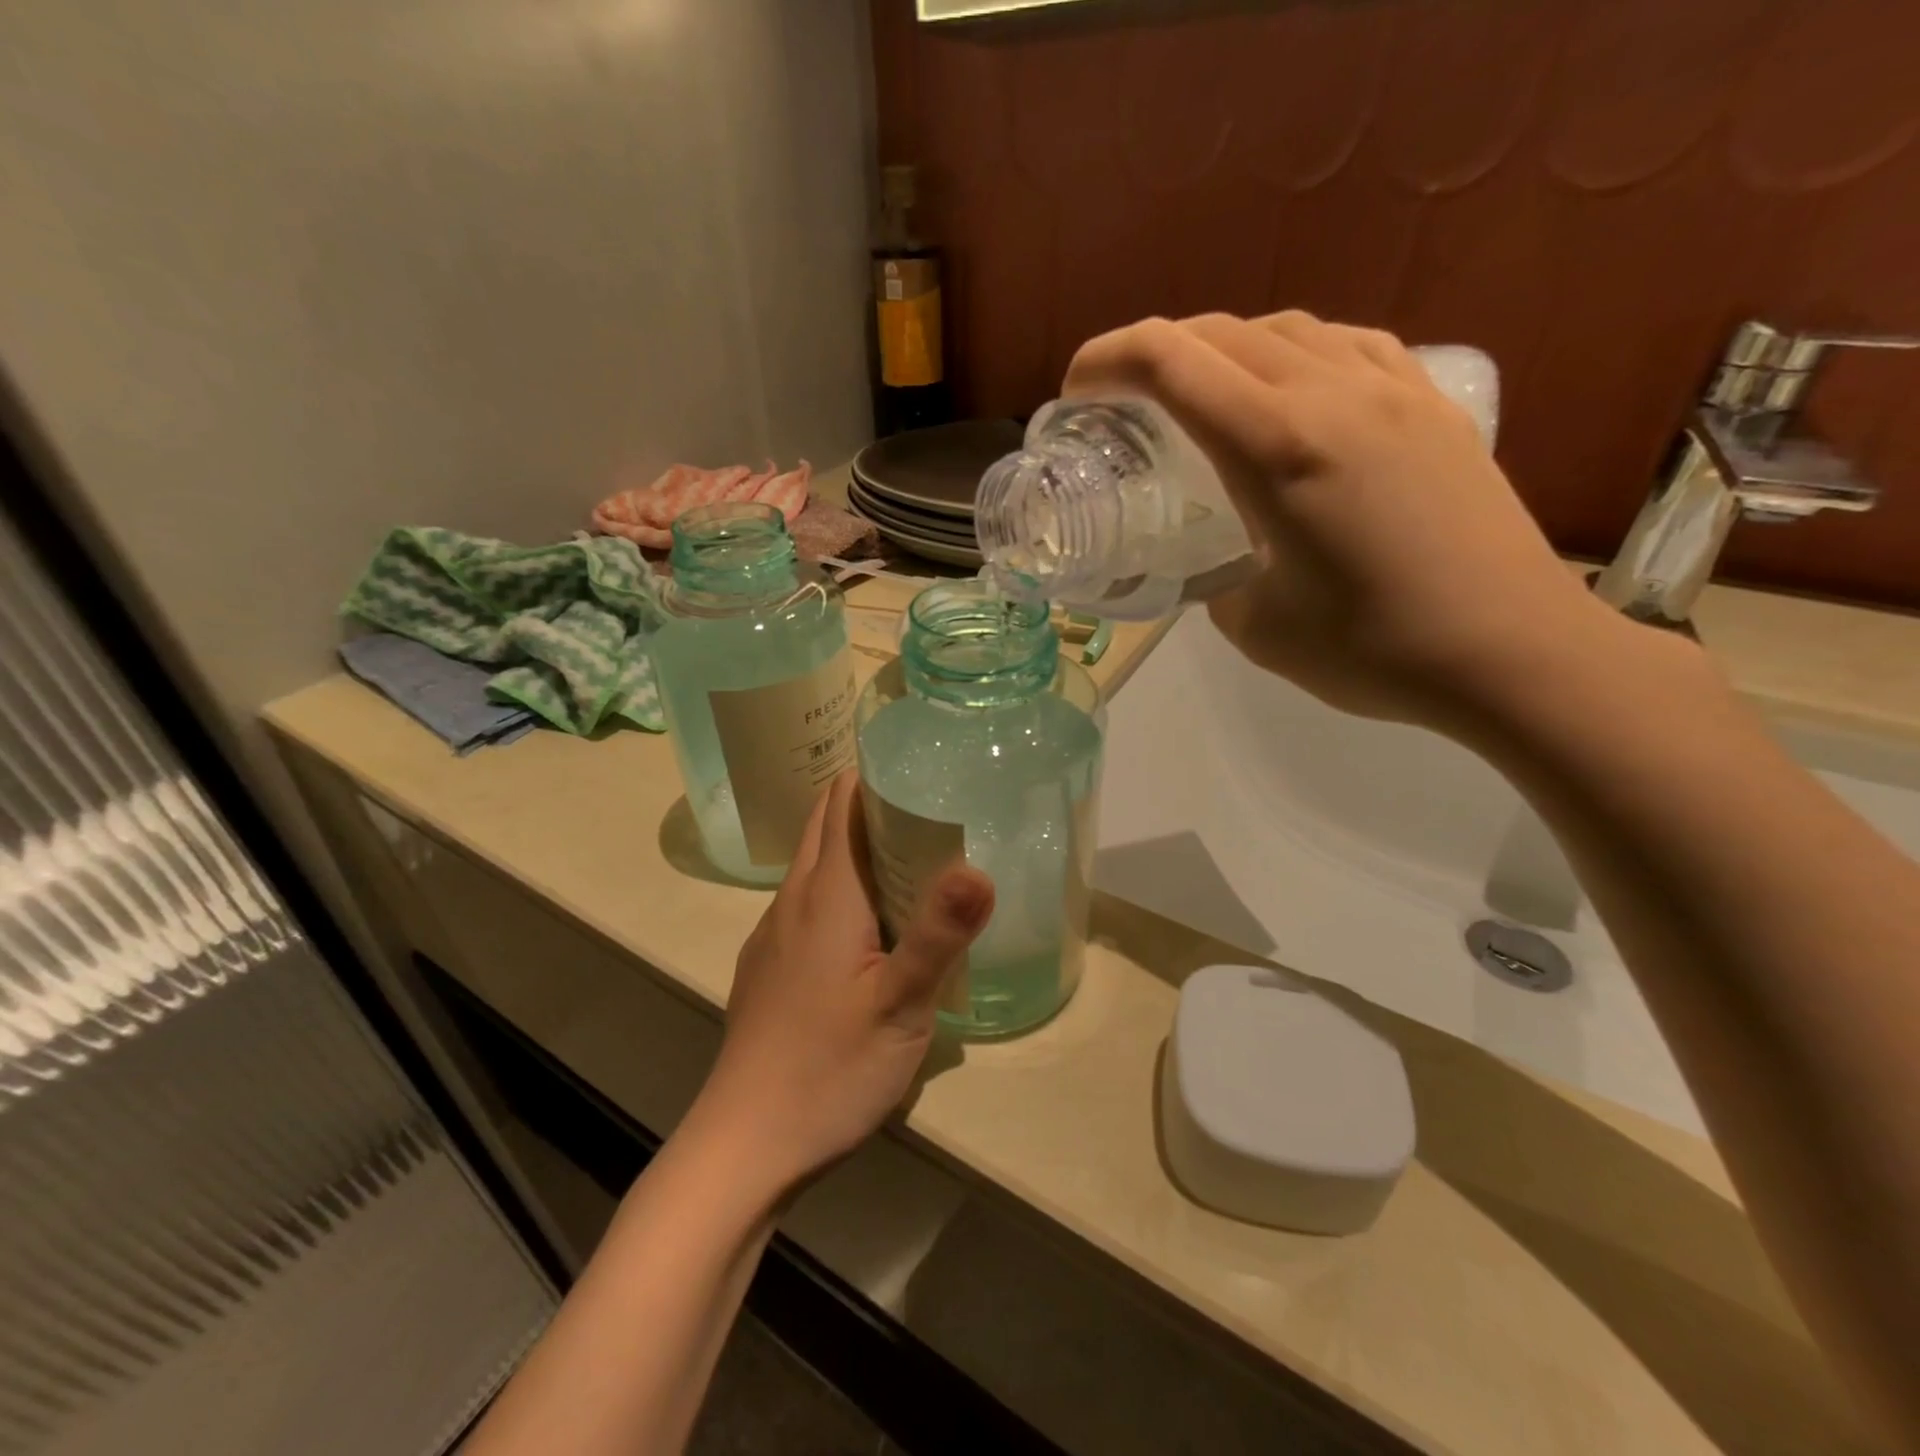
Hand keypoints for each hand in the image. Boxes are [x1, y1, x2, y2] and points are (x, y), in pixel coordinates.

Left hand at [695, 771, 993, 1195]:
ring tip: (915, 862)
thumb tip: (979, 866)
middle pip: (827, 827)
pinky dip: (842, 891)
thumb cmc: (829, 1069)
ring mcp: (773, 935)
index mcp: (825, 894)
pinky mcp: (769, 968)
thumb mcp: (901, 1005)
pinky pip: (809, 905)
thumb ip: (940, 934)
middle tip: (934, 812)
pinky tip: (873, 930)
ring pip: (817, 867)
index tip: (923, 769)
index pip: (842, 802)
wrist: (744, 1145)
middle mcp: (792, 901)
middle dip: (873, 807)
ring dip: (858, 850)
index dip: (877, 776)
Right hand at [1062, 311, 1631, 733]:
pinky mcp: (1432, 403)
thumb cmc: (1372, 650)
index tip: (1076, 393)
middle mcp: (1331, 393)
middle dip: (1152, 353)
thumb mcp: (1254, 627)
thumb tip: (1214, 558)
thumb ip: (1215, 576)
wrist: (1512, 651)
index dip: (1106, 361)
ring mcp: (1391, 389)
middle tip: (1123, 402)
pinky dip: (1294, 352)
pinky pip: (1346, 344)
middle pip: (1219, 332)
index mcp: (1276, 447)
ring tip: (1199, 396)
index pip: (1169, 361)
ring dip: (1221, 349)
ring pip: (1284, 327)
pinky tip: (1290, 390)